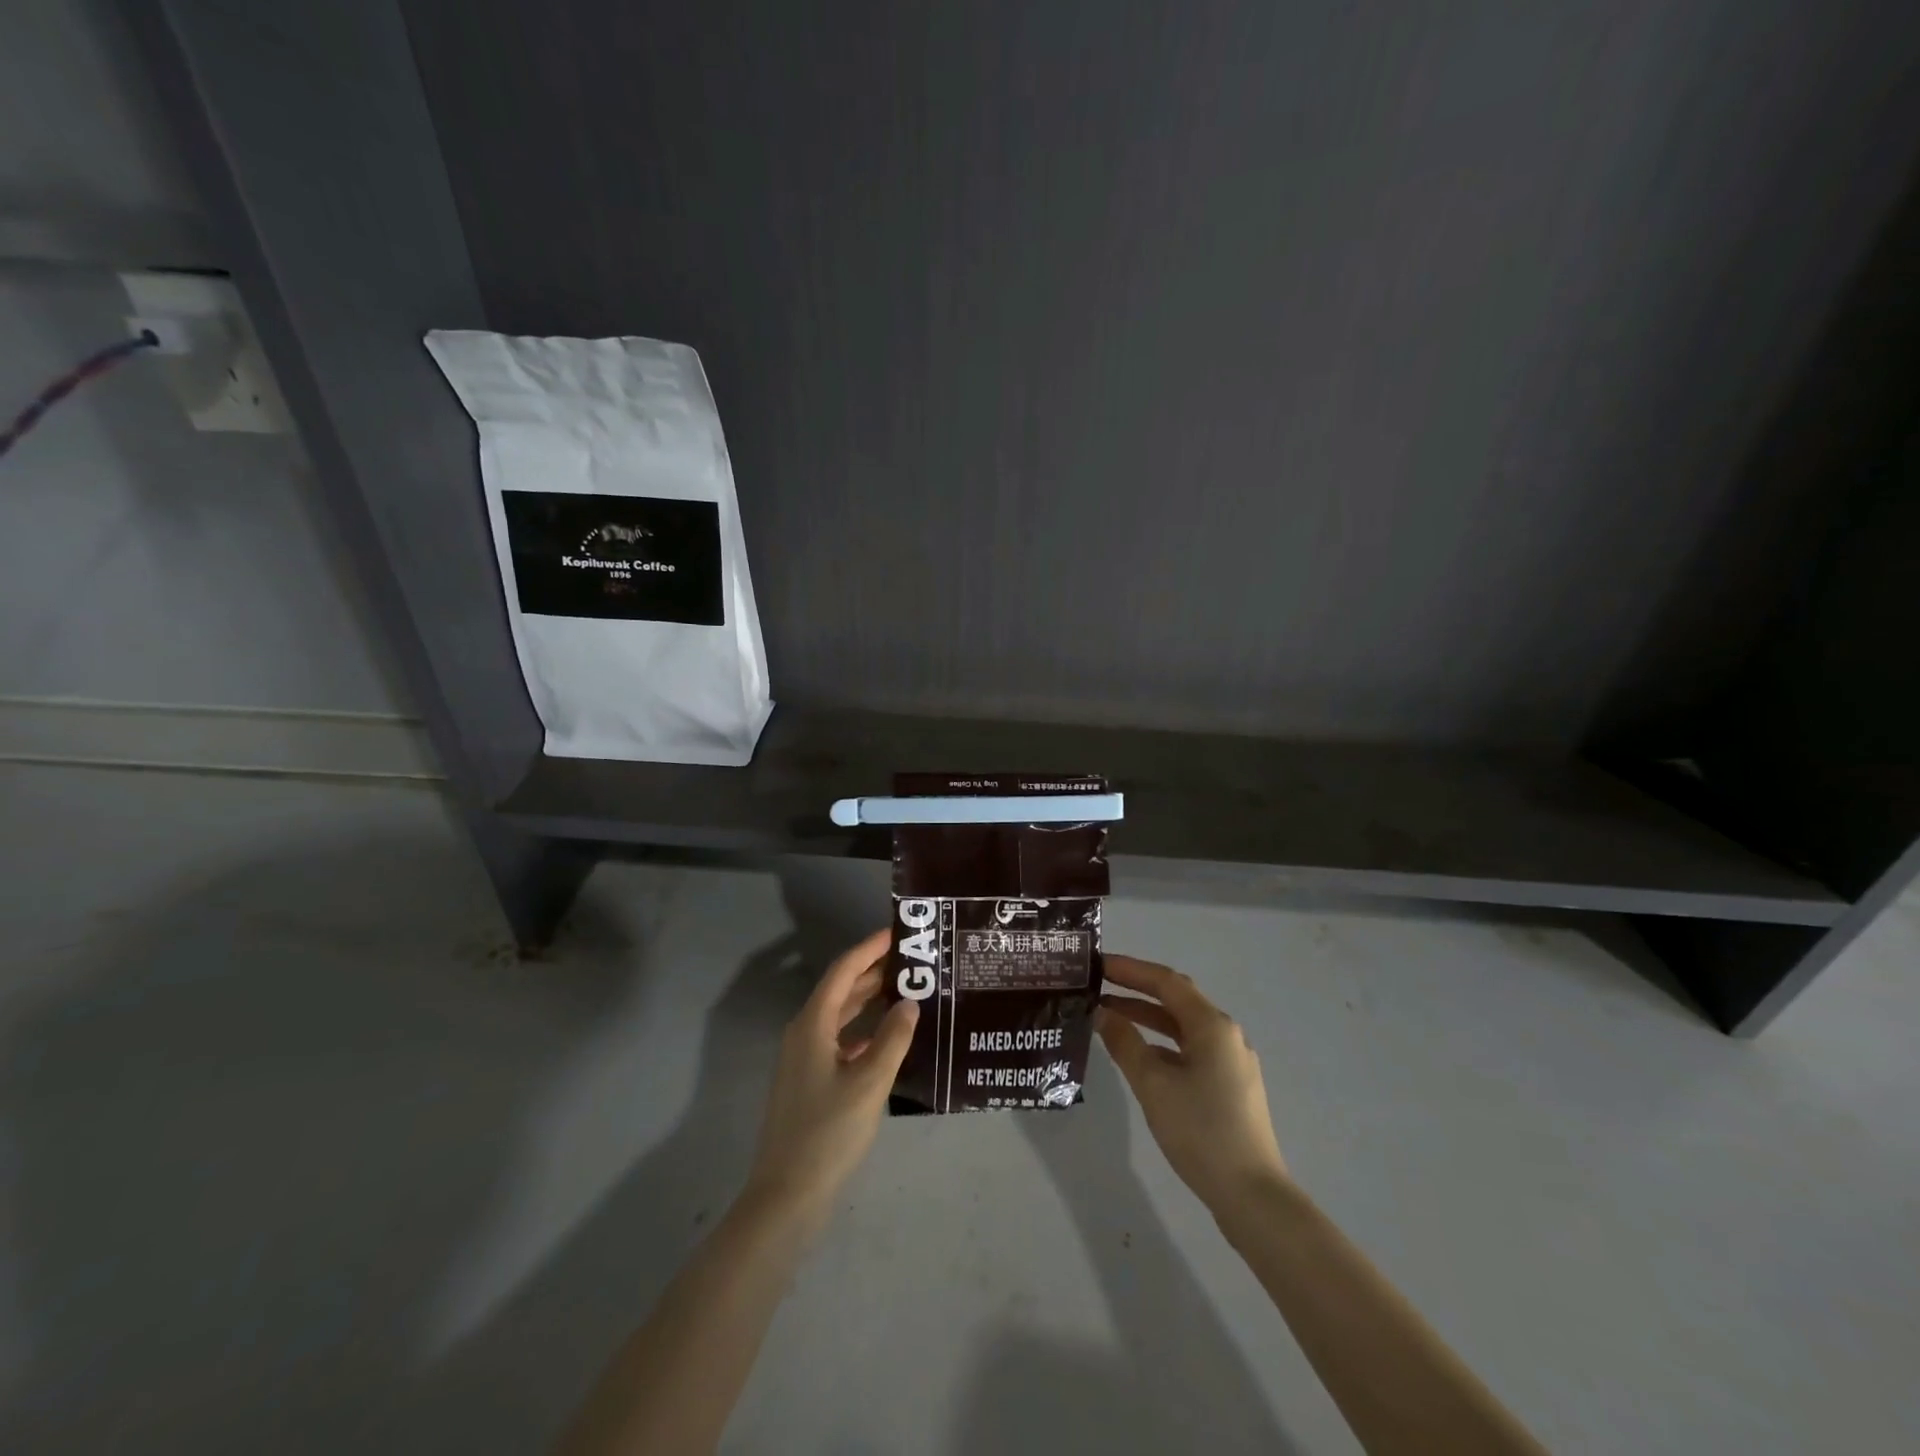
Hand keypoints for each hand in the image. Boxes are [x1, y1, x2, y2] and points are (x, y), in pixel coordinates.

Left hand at [745, 929, 917, 1224]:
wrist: (786, 1196)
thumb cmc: (828, 1132)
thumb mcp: (869, 1082)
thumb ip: (893, 1039)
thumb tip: (910, 1002)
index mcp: (812, 1024)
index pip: (843, 970)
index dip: (870, 948)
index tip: (898, 932)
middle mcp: (804, 1033)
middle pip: (841, 989)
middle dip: (873, 971)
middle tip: (912, 959)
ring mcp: (804, 1058)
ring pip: (840, 1016)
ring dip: (869, 1000)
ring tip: (907, 989)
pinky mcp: (810, 1081)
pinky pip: (840, 1040)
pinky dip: (863, 1031)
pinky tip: (889, 1038)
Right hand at [1097, 955, 1287, 1212]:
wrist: (1252, 1196)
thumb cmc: (1200, 1130)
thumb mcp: (1153, 1084)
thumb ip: (1124, 1043)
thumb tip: (1102, 1013)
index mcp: (1212, 1026)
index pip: (1166, 982)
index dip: (1130, 969)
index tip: (1097, 964)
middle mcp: (1225, 1035)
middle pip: (1176, 1000)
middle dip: (1136, 990)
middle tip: (1098, 986)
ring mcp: (1230, 1062)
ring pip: (1182, 1027)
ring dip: (1147, 1018)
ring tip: (1107, 1017)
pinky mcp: (1229, 1087)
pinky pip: (1190, 1050)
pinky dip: (1161, 1044)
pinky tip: (1138, 1056)